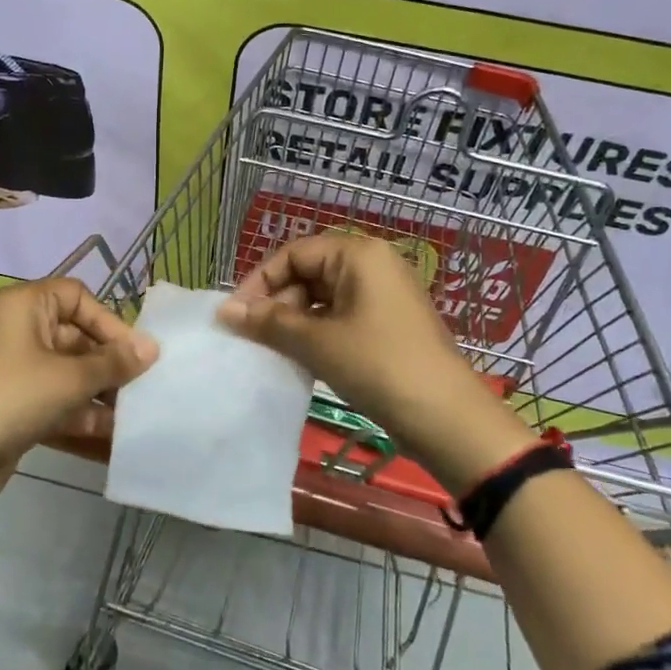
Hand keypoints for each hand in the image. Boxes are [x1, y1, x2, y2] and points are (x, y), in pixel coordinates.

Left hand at [0, 277, 157, 486]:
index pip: (77, 297)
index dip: (109, 321)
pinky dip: (80, 416)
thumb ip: (114, 363)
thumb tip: (152, 347)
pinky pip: (56, 402)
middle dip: (109, 364)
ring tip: (134, 417)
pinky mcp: (13, 407)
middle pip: (76, 337)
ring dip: (100, 394)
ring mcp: (14, 371)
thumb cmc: (10, 398)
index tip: (136, 354)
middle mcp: (18, 331)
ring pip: (68, 374)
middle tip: (144, 388)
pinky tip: (112, 439)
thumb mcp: (69, 378)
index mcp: (24, 306)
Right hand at [216, 234, 537, 494]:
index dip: (260, 281)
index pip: (294, 253)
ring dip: (294, 320)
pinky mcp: (388, 322)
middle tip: (254, 337)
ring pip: (323, 296)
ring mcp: (383, 294)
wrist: (445, 416)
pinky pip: (341, 315)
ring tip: (274, 350)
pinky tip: (301, 357)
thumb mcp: (317, 342)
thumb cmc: (378, 366)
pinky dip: (317, 332)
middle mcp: (372, 264)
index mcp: (358, 254)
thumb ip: (269, 322)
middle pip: (308, 271)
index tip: (236, 315)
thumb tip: (225, 311)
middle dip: (277, 302)